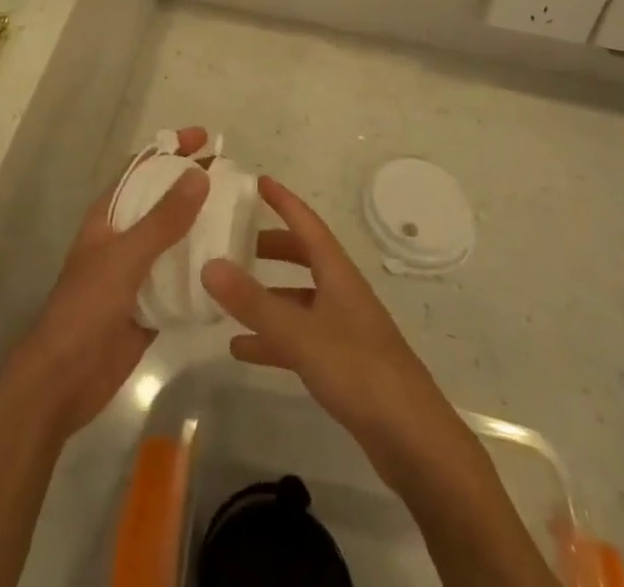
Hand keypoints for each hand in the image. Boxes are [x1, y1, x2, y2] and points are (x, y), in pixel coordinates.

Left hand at [11, 128, 210, 440]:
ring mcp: (138, 271)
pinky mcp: (152, 305)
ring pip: (176, 240)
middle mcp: (125, 236)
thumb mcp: (126, 256)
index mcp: (110, 215)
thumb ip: (163, 219)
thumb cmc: (86, 306)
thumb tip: (199, 175)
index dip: (170, 148)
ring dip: (203, 228)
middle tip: (235, 180)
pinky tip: (233, 269)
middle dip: (194, 187)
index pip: (142, 168)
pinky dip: (203, 271)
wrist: (64, 379)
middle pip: (163, 201)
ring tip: (242, 219)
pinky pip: (182, 279)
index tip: (205, 137)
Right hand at [202, 176, 460, 473]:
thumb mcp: (300, 334)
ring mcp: (344, 330)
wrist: (414, 442)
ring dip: (267, 296)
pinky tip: (243, 350)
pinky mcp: (343, 365)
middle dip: (271, 246)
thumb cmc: (359, 371)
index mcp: (338, 274)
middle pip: (303, 257)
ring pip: (298, 300)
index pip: (307, 224)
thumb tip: (209, 264)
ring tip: (228, 297)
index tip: (257, 181)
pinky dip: (272, 339)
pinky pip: (300, 338)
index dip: (283, 201)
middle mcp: (341, 294)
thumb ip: (253, 302)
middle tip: (235, 240)